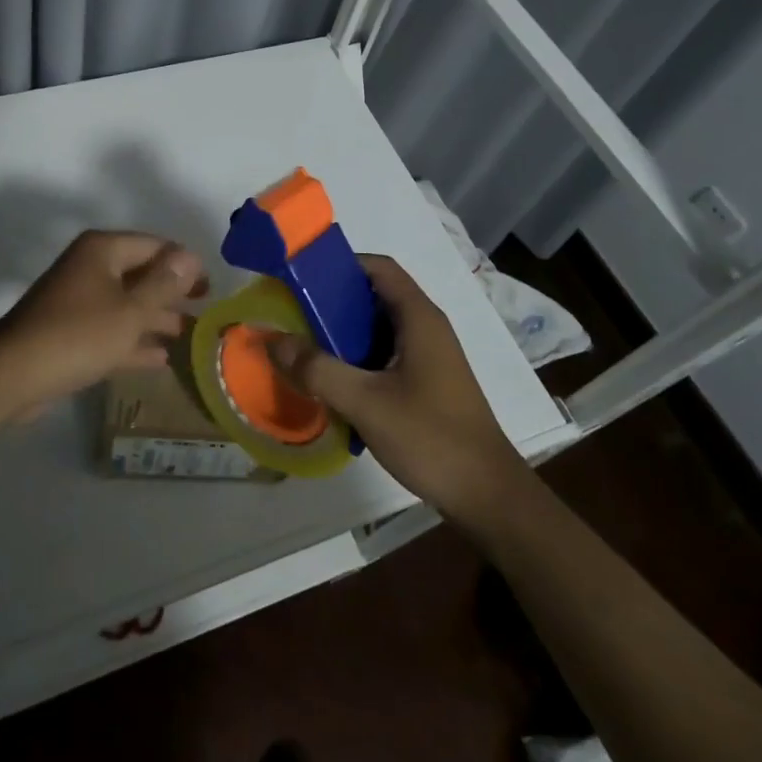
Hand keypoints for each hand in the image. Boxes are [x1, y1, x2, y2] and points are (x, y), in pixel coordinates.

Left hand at [0, 229, 208, 413]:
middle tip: (205, 311)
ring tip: (190, 336)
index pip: (155, 245)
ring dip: (156, 319)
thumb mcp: (131, 310)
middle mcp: (90, 267)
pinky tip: (161, 359)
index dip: (184, 264)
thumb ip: (164, 284)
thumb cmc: (79, 335)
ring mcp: (78, 300)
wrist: (14, 375)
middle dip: (172, 293)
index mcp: (103, 250)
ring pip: (127, 304)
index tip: (211, 287)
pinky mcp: (70, 332)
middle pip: (140, 273)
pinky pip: (111, 329)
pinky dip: (134, 341)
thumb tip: (190, 256)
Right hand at [271, 255, 525, 518]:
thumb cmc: (431, 438)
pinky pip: (384, 354)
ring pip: (377, 328)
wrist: (488, 496)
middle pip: (374, 296)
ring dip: (342, 334)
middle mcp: (426, 328)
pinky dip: (356, 359)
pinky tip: (332, 383)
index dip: (340, 264)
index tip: (302, 277)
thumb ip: (317, 369)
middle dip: (332, 302)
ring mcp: (428, 356)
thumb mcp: (365, 402)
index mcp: (418, 317)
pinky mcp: (426, 382)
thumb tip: (273, 340)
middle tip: (293, 316)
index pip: (378, 267)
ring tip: (304, 348)